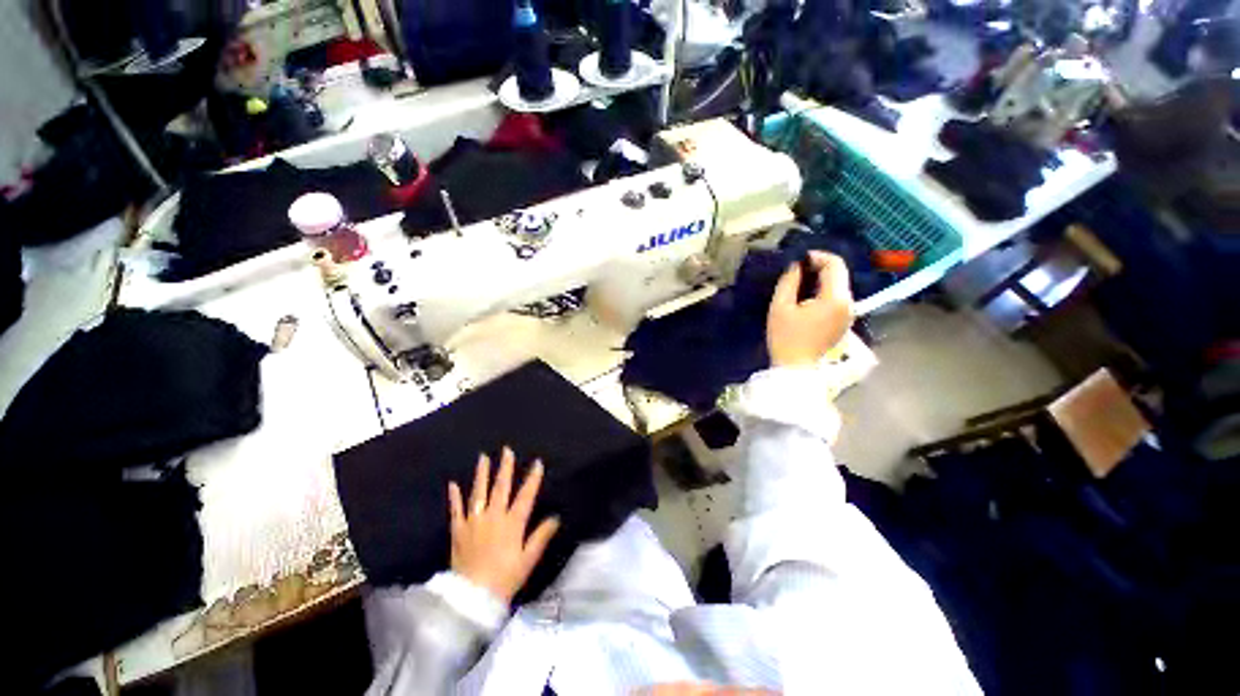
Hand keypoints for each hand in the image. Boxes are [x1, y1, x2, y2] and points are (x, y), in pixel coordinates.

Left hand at [448, 448, 560, 603]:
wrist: (472, 598)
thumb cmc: (505, 579)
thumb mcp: (528, 559)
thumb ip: (541, 536)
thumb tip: (556, 517)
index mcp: (512, 523)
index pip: (525, 495)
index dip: (533, 479)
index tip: (537, 463)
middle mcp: (493, 517)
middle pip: (501, 487)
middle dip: (505, 467)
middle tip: (506, 450)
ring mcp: (474, 522)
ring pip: (478, 493)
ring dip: (481, 474)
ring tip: (483, 457)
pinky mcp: (458, 531)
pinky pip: (456, 510)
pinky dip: (455, 497)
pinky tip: (453, 484)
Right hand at [766, 251, 853, 367]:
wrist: (795, 368)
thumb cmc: (785, 338)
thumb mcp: (780, 307)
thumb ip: (788, 281)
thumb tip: (796, 266)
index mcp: (835, 299)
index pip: (835, 265)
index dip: (818, 256)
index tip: (799, 259)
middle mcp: (848, 304)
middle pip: (840, 274)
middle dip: (820, 267)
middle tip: (798, 269)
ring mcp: (849, 314)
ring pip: (840, 285)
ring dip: (822, 279)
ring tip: (800, 282)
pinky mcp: (844, 322)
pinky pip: (838, 298)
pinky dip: (825, 291)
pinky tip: (808, 297)